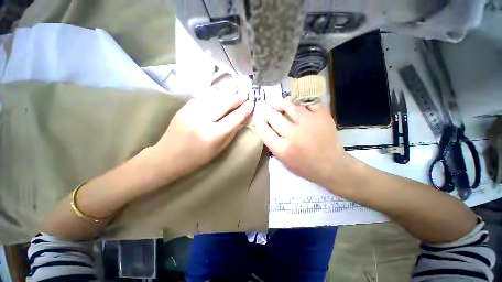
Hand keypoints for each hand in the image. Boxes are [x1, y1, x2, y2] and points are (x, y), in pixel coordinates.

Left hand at [153, 92, 253, 182]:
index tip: (252, 103)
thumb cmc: (198, 157)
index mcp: (212, 135)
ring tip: (235, 96)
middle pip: (224, 103)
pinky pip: (204, 98)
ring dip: (227, 96)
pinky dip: (215, 97)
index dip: (244, 110)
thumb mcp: (219, 148)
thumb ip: (232, 132)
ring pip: (214, 97)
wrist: (168, 156)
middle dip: (237, 98)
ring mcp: (191, 111)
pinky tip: (220, 98)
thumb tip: (243, 118)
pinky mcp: (184, 107)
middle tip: (246, 96)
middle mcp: (201, 120)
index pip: (233, 118)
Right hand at [253, 98, 355, 188]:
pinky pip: (307, 102)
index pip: (263, 130)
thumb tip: (265, 125)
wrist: (332, 166)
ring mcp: (309, 123)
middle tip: (265, 108)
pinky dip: (301, 103)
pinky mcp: (322, 116)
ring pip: (289, 105)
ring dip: (282, 104)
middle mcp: (294, 135)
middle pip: (273, 116)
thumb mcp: (283, 160)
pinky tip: (299, 107)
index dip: (258, 120)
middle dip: (266, 110)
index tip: (256, 114)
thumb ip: (273, 143)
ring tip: (281, 106)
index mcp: (283, 149)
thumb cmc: (305, 166)